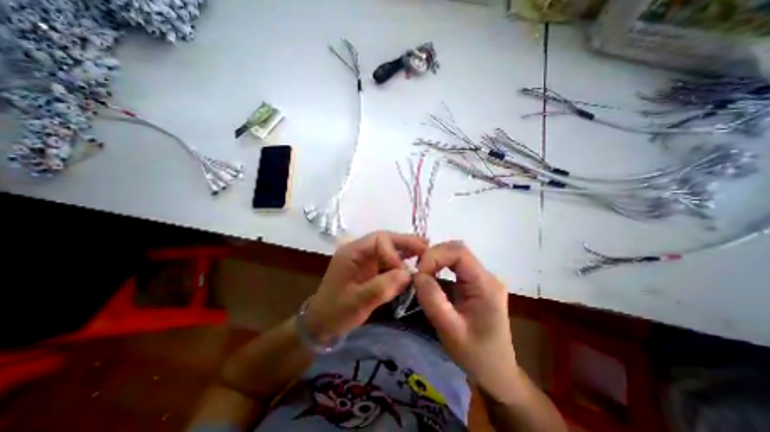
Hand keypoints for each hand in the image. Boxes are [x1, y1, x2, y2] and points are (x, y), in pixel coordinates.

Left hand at [306, 232, 427, 344]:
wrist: (321, 324)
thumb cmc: (335, 312)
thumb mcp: (357, 302)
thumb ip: (382, 287)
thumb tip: (408, 274)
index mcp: (352, 252)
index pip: (379, 240)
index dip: (395, 253)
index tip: (405, 272)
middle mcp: (359, 250)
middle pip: (385, 240)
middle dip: (405, 242)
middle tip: (426, 246)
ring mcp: (364, 259)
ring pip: (388, 248)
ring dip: (405, 249)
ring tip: (424, 251)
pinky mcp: (369, 269)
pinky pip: (387, 260)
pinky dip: (401, 261)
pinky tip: (412, 264)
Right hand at [416, 241, 516, 400]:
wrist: (496, 372)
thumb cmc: (476, 355)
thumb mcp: (451, 332)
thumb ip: (433, 301)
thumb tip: (417, 275)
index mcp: (486, 285)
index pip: (459, 252)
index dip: (435, 256)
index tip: (419, 273)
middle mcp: (486, 276)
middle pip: (457, 250)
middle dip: (433, 257)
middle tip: (418, 275)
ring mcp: (481, 278)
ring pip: (454, 256)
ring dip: (435, 261)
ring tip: (422, 276)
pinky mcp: (475, 283)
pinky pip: (454, 266)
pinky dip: (438, 267)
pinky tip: (430, 279)